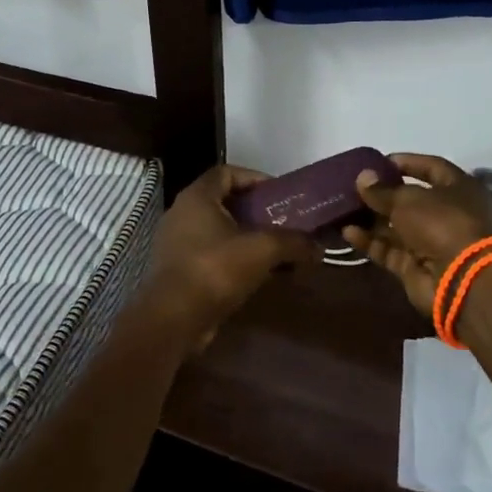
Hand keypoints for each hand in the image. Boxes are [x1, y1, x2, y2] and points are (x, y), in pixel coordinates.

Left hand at [135, 164, 320, 352]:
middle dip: (256, 211)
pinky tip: (257, 275)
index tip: (279, 194)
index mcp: (197, 197)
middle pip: (224, 202)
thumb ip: (293, 243)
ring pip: (218, 231)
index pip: (227, 172)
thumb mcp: (262, 250)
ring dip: (247, 238)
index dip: (255, 178)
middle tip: (283, 222)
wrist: (173, 319)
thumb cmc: (215, 270)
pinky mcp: (178, 270)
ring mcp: (176, 243)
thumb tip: (318, 248)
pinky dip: (234, 258)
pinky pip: (211, 254)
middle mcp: (182, 213)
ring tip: (275, 250)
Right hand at [343, 153, 491, 318]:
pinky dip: (370, 241)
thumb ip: (382, 190)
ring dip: (371, 218)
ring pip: (396, 227)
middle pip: (410, 199)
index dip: (407, 163)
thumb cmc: (440, 223)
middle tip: (354, 186)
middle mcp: (447, 214)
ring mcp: (431, 242)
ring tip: (343, 208)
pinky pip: (388, 249)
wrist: (458, 279)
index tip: (378, 162)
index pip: (432, 168)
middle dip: (382, 194)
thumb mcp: (408, 199)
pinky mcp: (414, 266)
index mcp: (459, 190)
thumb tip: (363, 177)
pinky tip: (347, 231)